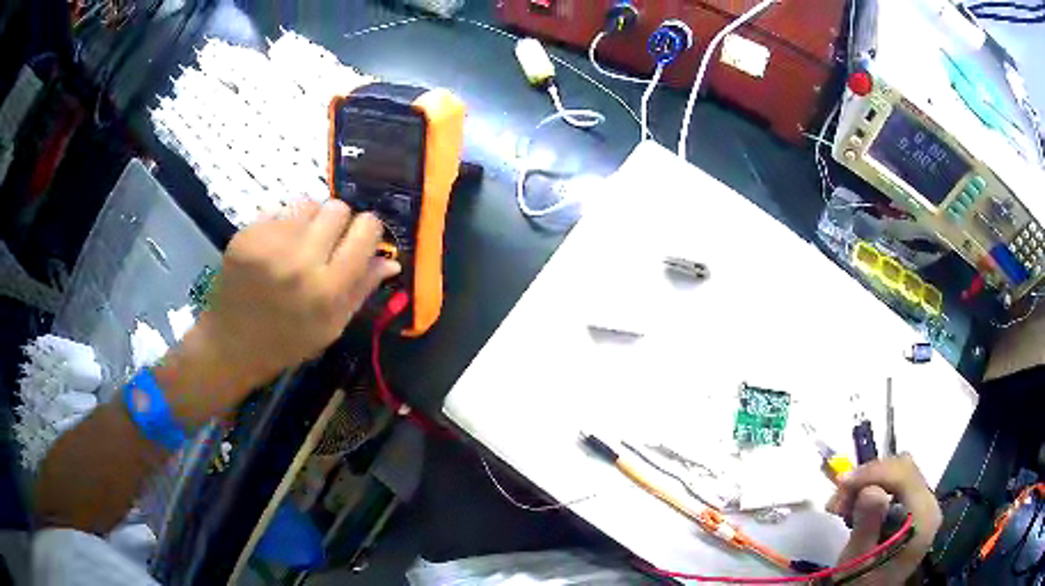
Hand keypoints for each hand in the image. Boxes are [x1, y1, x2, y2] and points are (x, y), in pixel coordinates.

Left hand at [156, 200, 399, 423]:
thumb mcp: (332, 326)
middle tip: (325, 244)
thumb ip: (361, 289)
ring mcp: (269, 245)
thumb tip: (391, 260)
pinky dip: (281, 226)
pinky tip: (273, 250)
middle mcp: (300, 261)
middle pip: (337, 208)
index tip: (359, 241)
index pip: (367, 229)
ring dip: (309, 221)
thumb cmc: (288, 341)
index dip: (368, 231)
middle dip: (338, 223)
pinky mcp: (246, 236)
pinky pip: (278, 211)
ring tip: (297, 246)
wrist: (232, 344)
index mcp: (327, 289)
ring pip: (307, 203)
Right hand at [827, 455, 941, 583]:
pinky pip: (895, 484)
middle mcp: (930, 505)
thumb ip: (868, 526)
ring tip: (840, 505)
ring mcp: (923, 505)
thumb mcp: (858, 561)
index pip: (905, 475)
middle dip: (869, 477)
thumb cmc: (861, 583)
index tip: (841, 483)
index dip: (874, 472)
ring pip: (898, 473)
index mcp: (923, 517)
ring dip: (868, 482)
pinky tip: (853, 506)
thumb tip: (871, 490)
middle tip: (838, 496)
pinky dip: (873, 488)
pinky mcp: (914, 507)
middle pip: (903, 469)